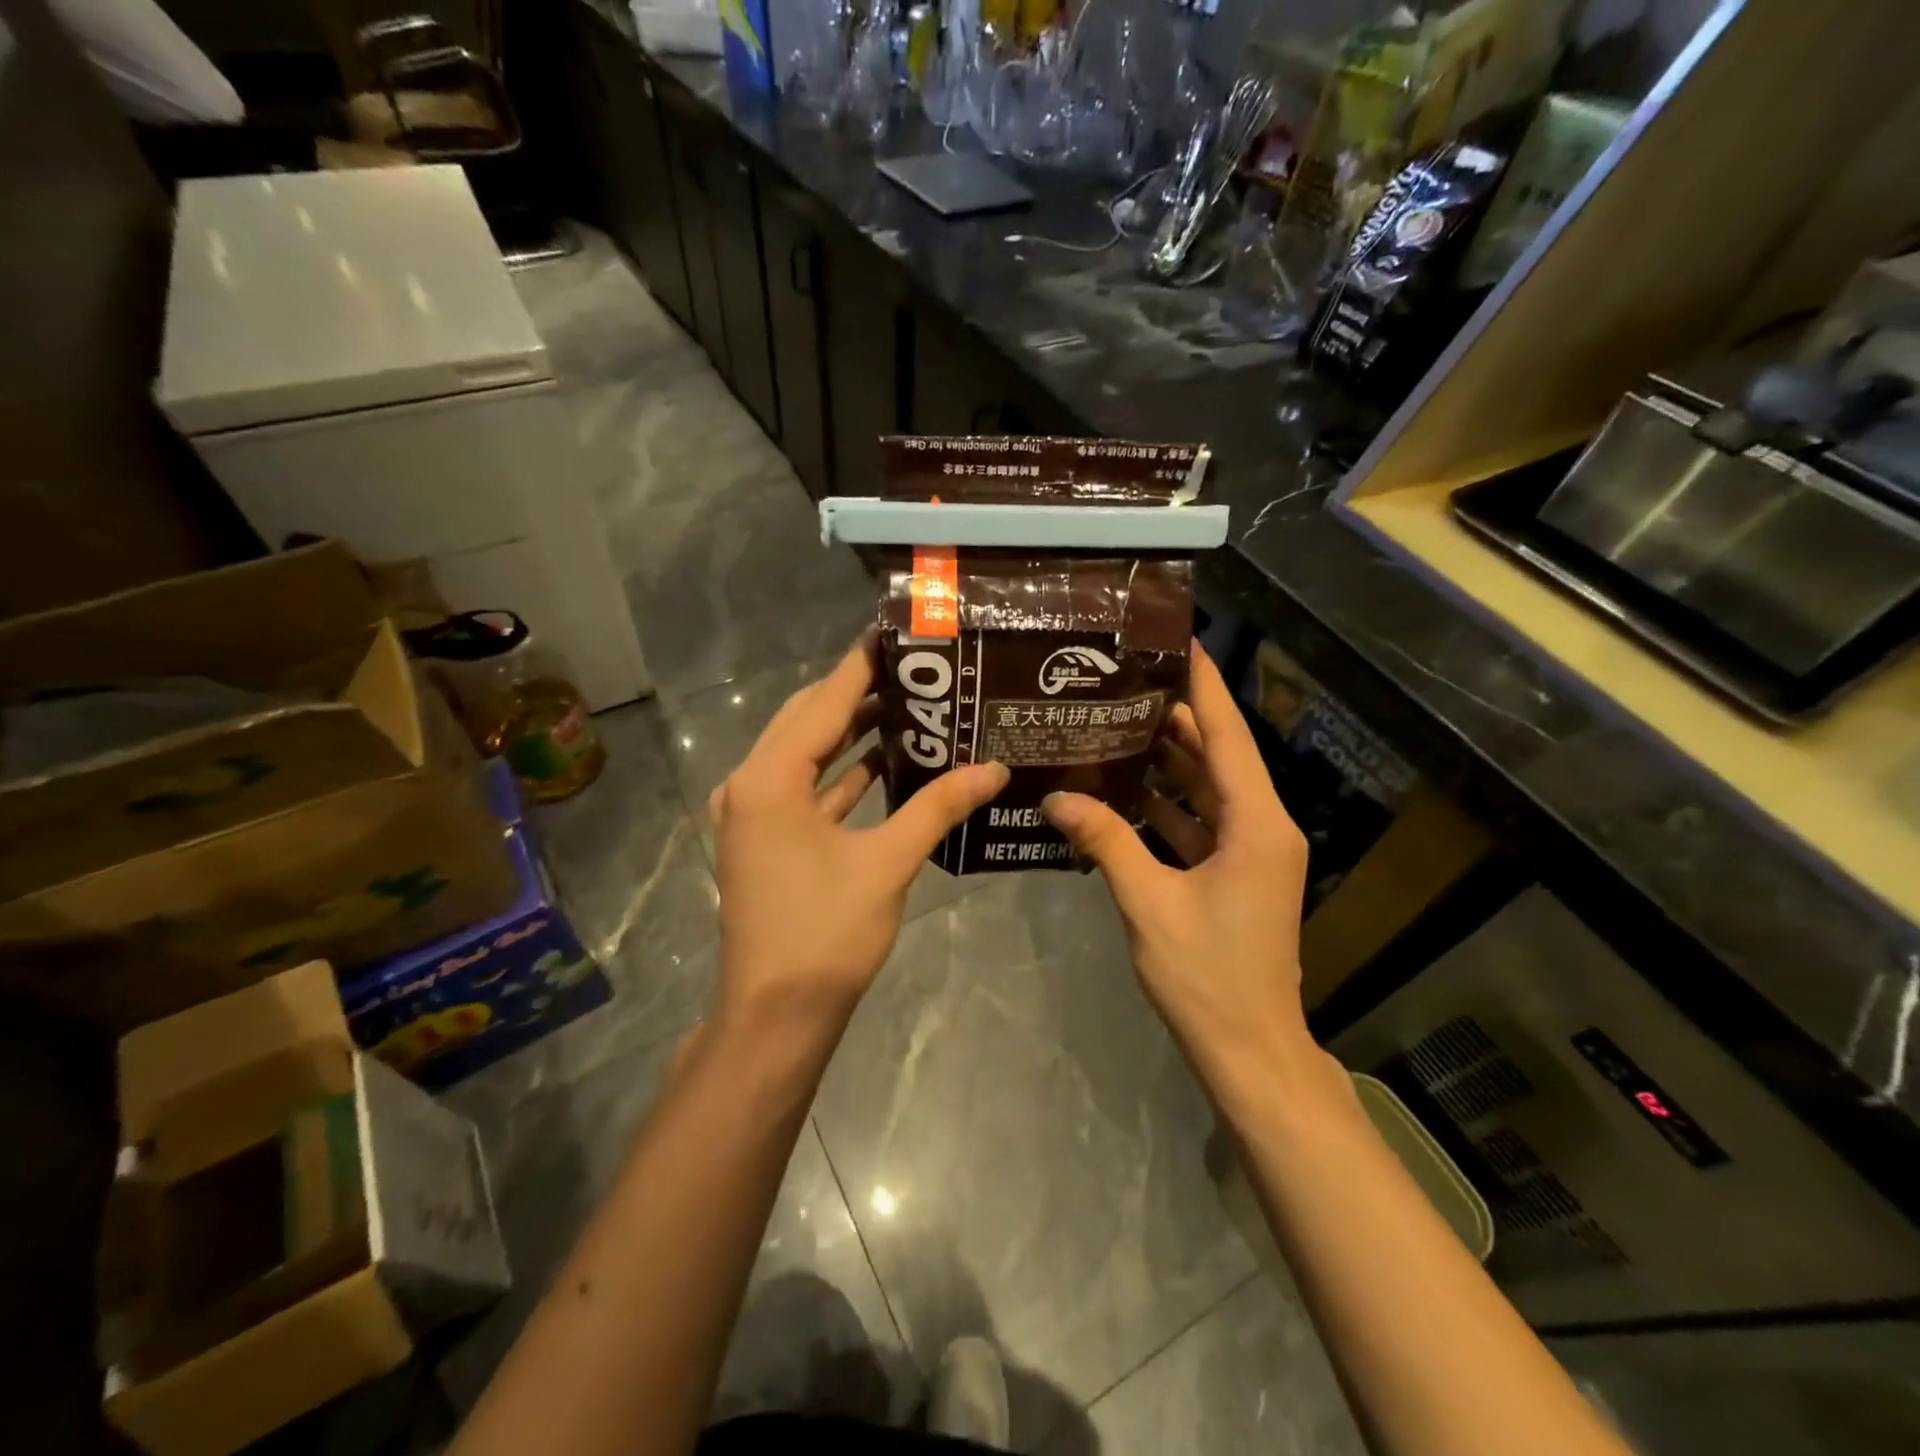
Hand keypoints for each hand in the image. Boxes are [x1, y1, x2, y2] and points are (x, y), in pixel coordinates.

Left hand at [709, 636, 1008, 1042]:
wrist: (777, 1014)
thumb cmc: (827, 934)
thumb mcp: (888, 862)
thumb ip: (939, 807)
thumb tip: (994, 768)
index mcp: (769, 779)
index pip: (822, 702)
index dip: (861, 665)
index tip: (895, 632)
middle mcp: (749, 785)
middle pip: (807, 720)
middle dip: (858, 693)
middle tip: (915, 671)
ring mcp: (752, 814)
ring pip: (806, 755)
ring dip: (850, 733)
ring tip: (909, 707)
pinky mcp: (764, 839)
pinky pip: (805, 789)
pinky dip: (841, 774)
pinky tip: (885, 762)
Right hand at [1042, 644, 1320, 1098]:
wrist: (1250, 1049)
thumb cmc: (1206, 975)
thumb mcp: (1147, 902)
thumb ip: (1105, 841)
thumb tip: (1055, 798)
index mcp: (1255, 823)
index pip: (1226, 735)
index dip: (1203, 685)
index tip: (1178, 640)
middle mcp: (1261, 826)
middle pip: (1216, 755)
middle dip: (1173, 719)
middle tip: (1121, 684)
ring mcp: (1251, 852)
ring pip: (1206, 788)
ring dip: (1166, 762)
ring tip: (1114, 726)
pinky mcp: (1236, 873)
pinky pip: (1200, 822)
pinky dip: (1166, 805)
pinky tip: (1121, 791)